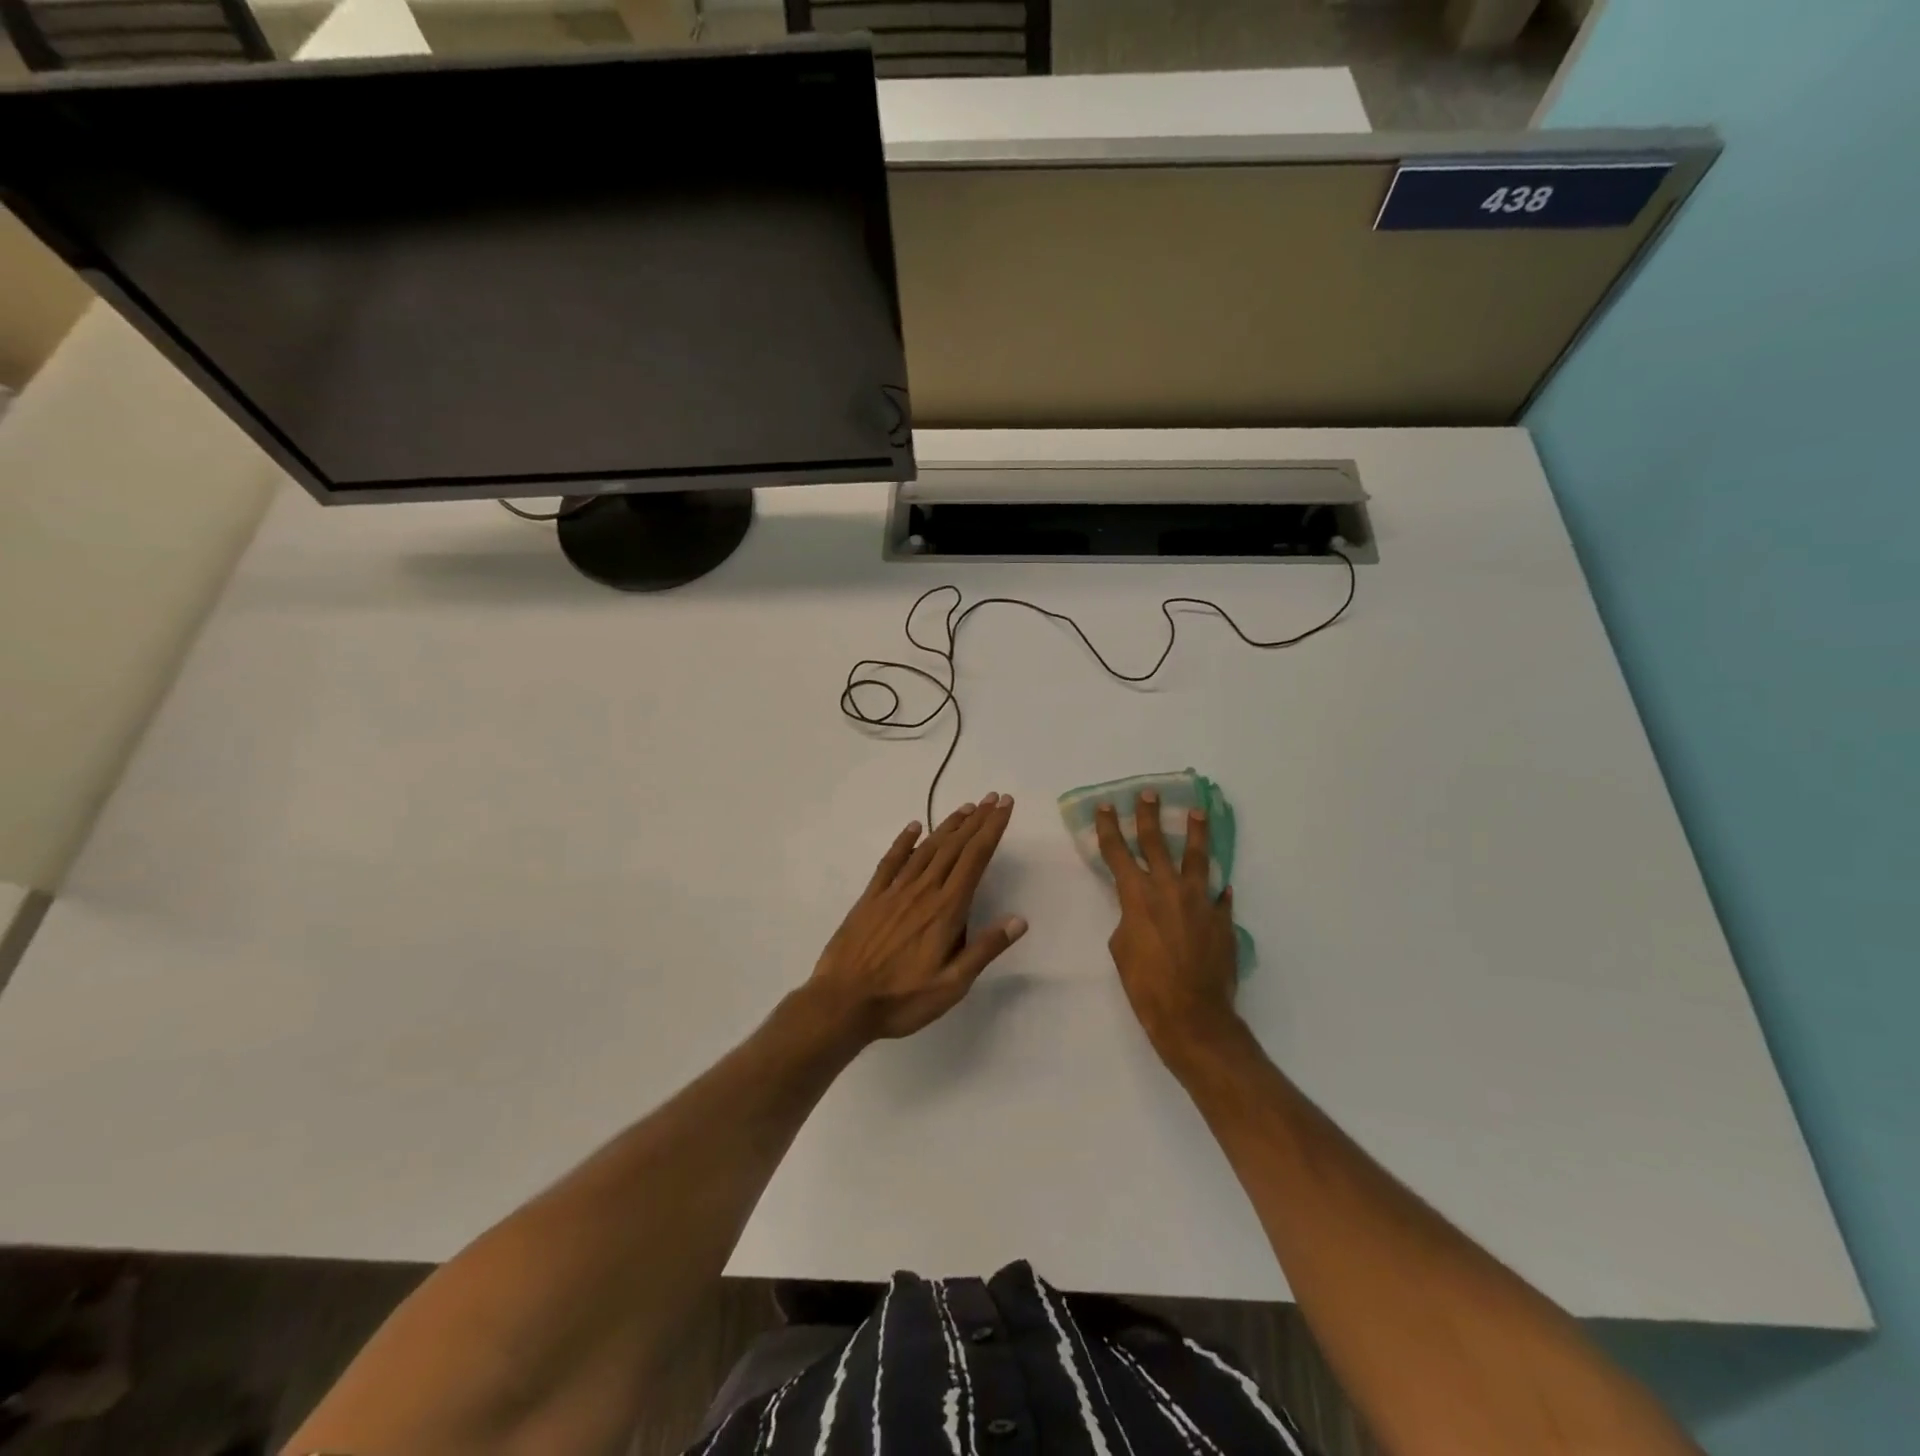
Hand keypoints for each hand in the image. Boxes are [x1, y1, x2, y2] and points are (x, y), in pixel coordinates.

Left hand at [809, 794, 1025, 1041]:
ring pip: (927, 849)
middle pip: (954, 847)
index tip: (1005, 806)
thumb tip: (1019, 920)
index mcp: (946, 910)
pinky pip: (891, 861)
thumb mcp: (952, 985)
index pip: (975, 859)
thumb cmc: (902, 999)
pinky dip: (905, 841)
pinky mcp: (871, 898)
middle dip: (977, 821)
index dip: (992, 830)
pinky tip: (914, 827)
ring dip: (948, 826)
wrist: (842, 1002)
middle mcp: (922, 891)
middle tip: (994, 798)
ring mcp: (894, 891)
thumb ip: (984, 949)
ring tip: (966, 808)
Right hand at [1095, 792, 1240, 1061]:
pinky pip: (1220, 896)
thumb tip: (1142, 911)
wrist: (1192, 1015)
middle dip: (1149, 816)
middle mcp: (1169, 889)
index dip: (1109, 827)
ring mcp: (1200, 901)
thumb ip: (1129, 919)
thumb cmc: (1145, 985)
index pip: (1118, 852)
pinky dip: (1217, 888)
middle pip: (1157, 843)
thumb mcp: (1121, 948)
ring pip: (1197, 857)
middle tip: (1148, 793)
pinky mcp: (1223, 918)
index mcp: (1137, 896)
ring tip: (1197, 812)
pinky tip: (1221, 883)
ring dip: (1195, 833)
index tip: (1106, 806)